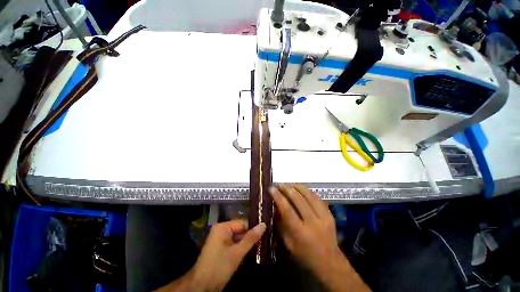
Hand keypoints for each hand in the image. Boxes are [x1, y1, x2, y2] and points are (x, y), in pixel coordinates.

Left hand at [157, 220, 264, 291]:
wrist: (201, 287)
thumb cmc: (219, 267)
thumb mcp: (237, 253)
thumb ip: (251, 238)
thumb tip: (264, 224)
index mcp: (223, 227)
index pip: (243, 223)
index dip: (253, 228)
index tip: (266, 232)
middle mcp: (221, 230)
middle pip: (241, 230)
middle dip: (251, 237)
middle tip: (264, 240)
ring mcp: (221, 239)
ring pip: (238, 238)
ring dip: (247, 243)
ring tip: (261, 245)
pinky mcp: (221, 248)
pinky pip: (234, 244)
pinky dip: (242, 248)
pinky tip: (251, 252)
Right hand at [270, 184, 368, 291]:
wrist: (330, 262)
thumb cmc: (305, 255)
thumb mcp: (288, 243)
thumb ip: (281, 224)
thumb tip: (275, 206)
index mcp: (301, 233)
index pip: (287, 210)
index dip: (278, 197)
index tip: (271, 188)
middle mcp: (313, 223)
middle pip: (298, 199)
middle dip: (287, 188)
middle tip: (279, 184)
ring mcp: (324, 217)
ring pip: (309, 195)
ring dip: (297, 187)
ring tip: (289, 184)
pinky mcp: (330, 214)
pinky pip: (317, 197)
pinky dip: (307, 191)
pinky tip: (301, 188)